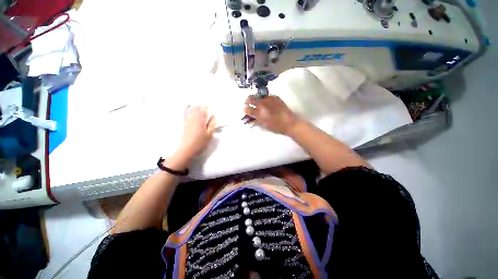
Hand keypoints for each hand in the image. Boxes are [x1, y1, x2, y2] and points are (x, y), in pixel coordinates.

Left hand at [176, 106, 215, 159]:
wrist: (187, 149)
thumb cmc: (200, 142)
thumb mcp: (209, 134)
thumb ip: (212, 124)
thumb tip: (214, 116)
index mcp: (201, 120)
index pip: (205, 110)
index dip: (209, 108)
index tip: (212, 106)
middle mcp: (194, 118)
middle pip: (198, 108)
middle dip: (203, 105)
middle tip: (207, 105)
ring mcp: (188, 120)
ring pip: (192, 109)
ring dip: (196, 105)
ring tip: (200, 102)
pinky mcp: (184, 123)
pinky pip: (185, 113)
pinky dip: (187, 108)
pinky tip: (188, 105)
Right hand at [244, 95, 298, 134]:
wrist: (289, 123)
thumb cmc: (275, 126)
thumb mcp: (263, 124)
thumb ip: (255, 118)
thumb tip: (248, 114)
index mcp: (260, 111)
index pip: (248, 108)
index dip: (245, 108)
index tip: (245, 109)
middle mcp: (263, 103)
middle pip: (252, 98)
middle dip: (248, 100)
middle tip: (248, 103)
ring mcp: (270, 99)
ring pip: (259, 95)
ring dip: (256, 98)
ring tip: (257, 102)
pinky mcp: (276, 98)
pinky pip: (267, 96)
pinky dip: (265, 98)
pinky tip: (266, 102)